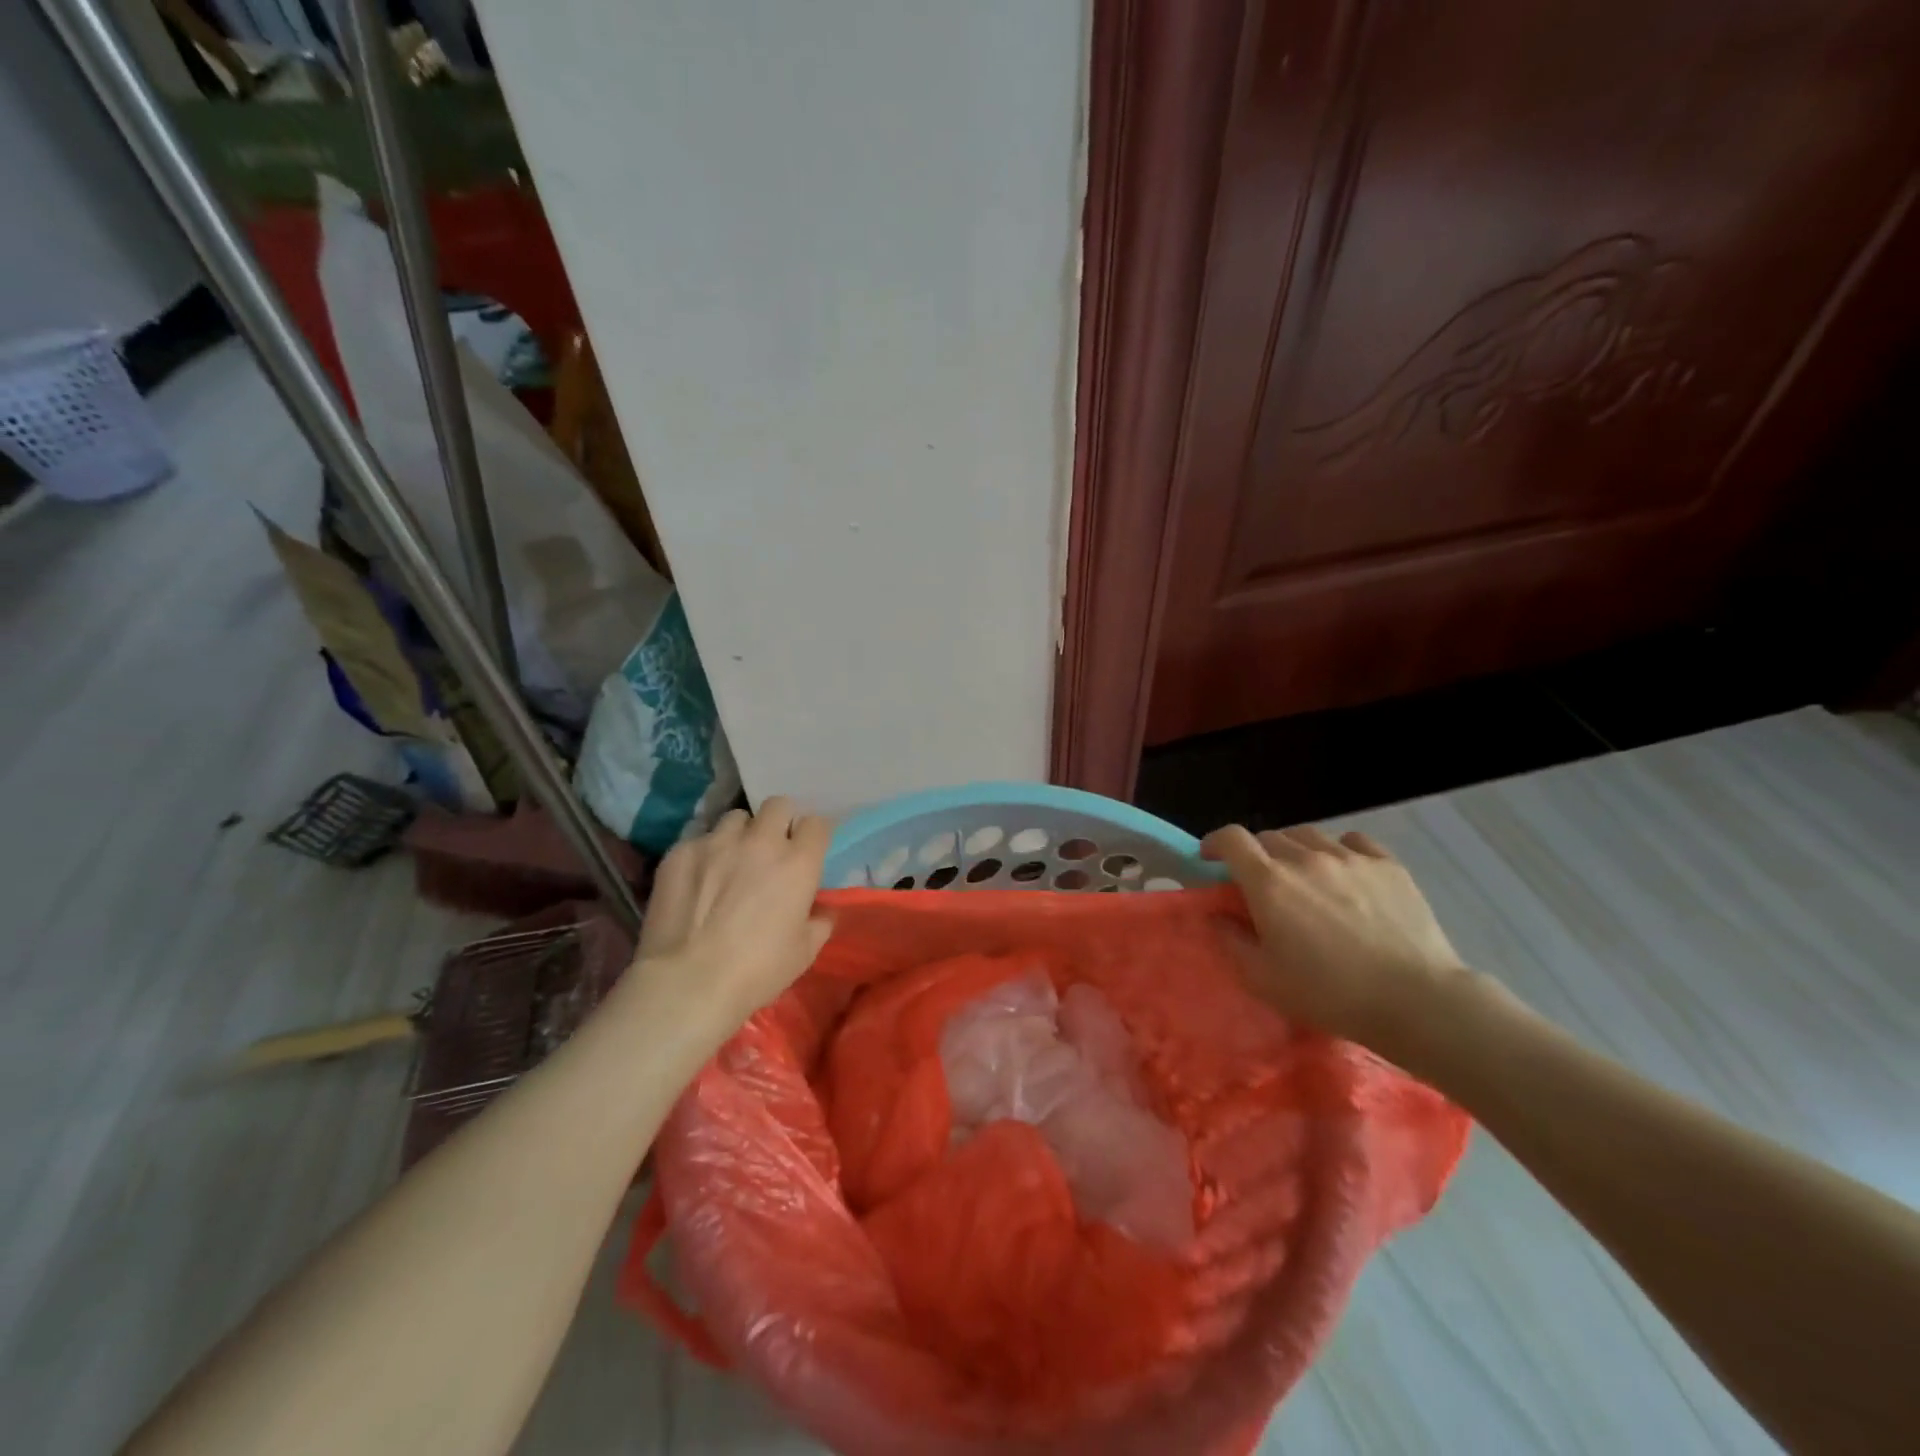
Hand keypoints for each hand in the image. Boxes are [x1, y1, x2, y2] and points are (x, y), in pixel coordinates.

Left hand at [628, 797, 834, 1035]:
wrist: (687, 983)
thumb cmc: (757, 971)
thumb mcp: (804, 953)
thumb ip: (819, 922)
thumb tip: (822, 910)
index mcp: (798, 863)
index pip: (817, 823)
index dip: (813, 836)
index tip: (807, 851)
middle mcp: (761, 842)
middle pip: (778, 805)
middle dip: (779, 821)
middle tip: (771, 849)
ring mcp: (717, 842)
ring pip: (736, 818)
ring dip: (740, 835)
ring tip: (731, 860)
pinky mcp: (680, 852)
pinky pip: (699, 839)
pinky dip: (704, 854)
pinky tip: (697, 880)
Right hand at [1200, 824, 1470, 1052]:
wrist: (1416, 1001)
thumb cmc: (1330, 994)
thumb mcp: (1263, 979)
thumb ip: (1231, 941)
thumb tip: (1217, 915)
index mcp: (1269, 882)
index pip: (1231, 839)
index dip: (1215, 843)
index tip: (1210, 859)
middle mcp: (1305, 858)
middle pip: (1269, 837)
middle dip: (1256, 855)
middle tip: (1260, 884)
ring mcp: (1350, 858)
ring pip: (1308, 836)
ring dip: (1295, 851)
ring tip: (1303, 876)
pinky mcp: (1388, 865)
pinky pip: (1353, 841)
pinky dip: (1338, 850)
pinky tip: (1344, 873)